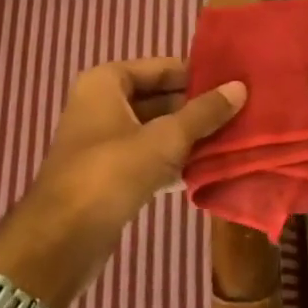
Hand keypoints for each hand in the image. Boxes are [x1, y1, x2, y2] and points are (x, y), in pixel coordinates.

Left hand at [0, 59, 244, 307]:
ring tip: (237, 136)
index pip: (162, 67)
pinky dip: (178, 160)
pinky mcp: (113, 175)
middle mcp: (103, 106)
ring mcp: (106, 143)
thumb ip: (204, 112)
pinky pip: (153, 157)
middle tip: (244, 110)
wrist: (62, 240)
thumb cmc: (111, 172)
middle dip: (199, 107)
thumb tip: (240, 87)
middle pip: (161, 98)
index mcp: (106, 84)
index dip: (198, 75)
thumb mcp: (165, 138)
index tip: (236, 82)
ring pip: (159, 130)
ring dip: (193, 136)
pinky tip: (213, 167)